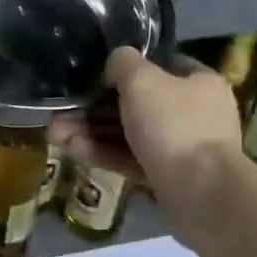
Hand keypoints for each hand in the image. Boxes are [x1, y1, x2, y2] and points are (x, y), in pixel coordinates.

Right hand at [48, 47, 242, 191]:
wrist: (201, 193)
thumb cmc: (174, 124)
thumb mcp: (142, 79)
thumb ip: (123, 63)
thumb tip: (115, 64)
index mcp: (198, 83)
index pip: (160, 67)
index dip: (126, 69)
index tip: (95, 76)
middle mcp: (193, 113)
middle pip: (135, 104)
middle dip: (93, 109)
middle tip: (61, 113)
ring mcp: (180, 148)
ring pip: (128, 134)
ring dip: (90, 133)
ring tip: (55, 135)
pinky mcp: (166, 177)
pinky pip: (130, 159)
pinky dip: (102, 154)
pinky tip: (72, 151)